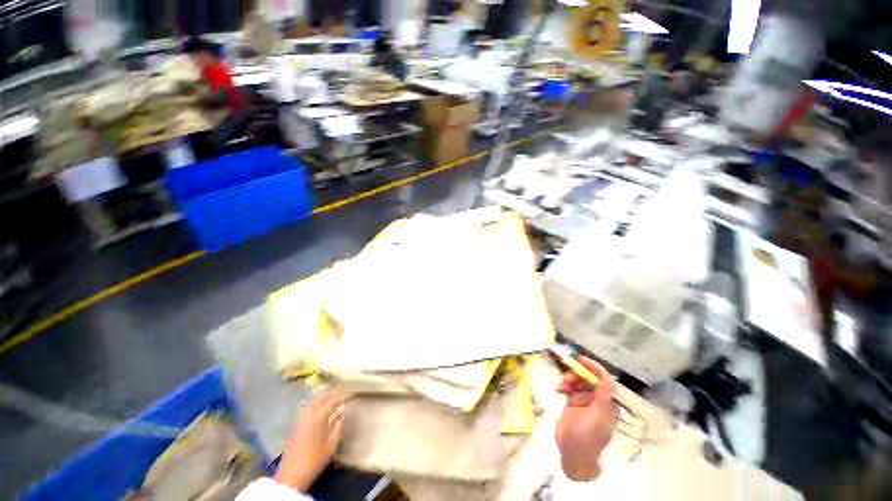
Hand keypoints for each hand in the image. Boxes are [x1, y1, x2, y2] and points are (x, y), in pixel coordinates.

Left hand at [275, 393, 346, 492]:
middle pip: (318, 399)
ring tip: (329, 404)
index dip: (340, 396)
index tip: (347, 395)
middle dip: (328, 396)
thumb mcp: (331, 445)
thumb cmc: (315, 461)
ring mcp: (299, 421)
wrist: (292, 476)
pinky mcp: (294, 428)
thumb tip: (341, 414)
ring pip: (310, 404)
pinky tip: (319, 415)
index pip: (331, 401)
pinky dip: (313, 408)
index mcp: (318, 419)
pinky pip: (305, 411)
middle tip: (337, 398)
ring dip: (320, 401)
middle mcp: (307, 416)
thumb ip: (338, 427)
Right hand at [555, 357, 618, 480]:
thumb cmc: (588, 437)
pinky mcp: (573, 402)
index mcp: (608, 403)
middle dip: (577, 375)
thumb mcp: (597, 417)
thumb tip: (609, 377)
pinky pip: (569, 387)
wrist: (572, 453)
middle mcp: (597, 399)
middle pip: (588, 378)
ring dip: (568, 380)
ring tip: (561, 386)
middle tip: (566, 378)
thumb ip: (602, 396)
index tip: (581, 359)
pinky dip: (564, 385)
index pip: (605, 380)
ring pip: (577, 381)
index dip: (595, 368)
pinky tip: (558, 389)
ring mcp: (584, 400)